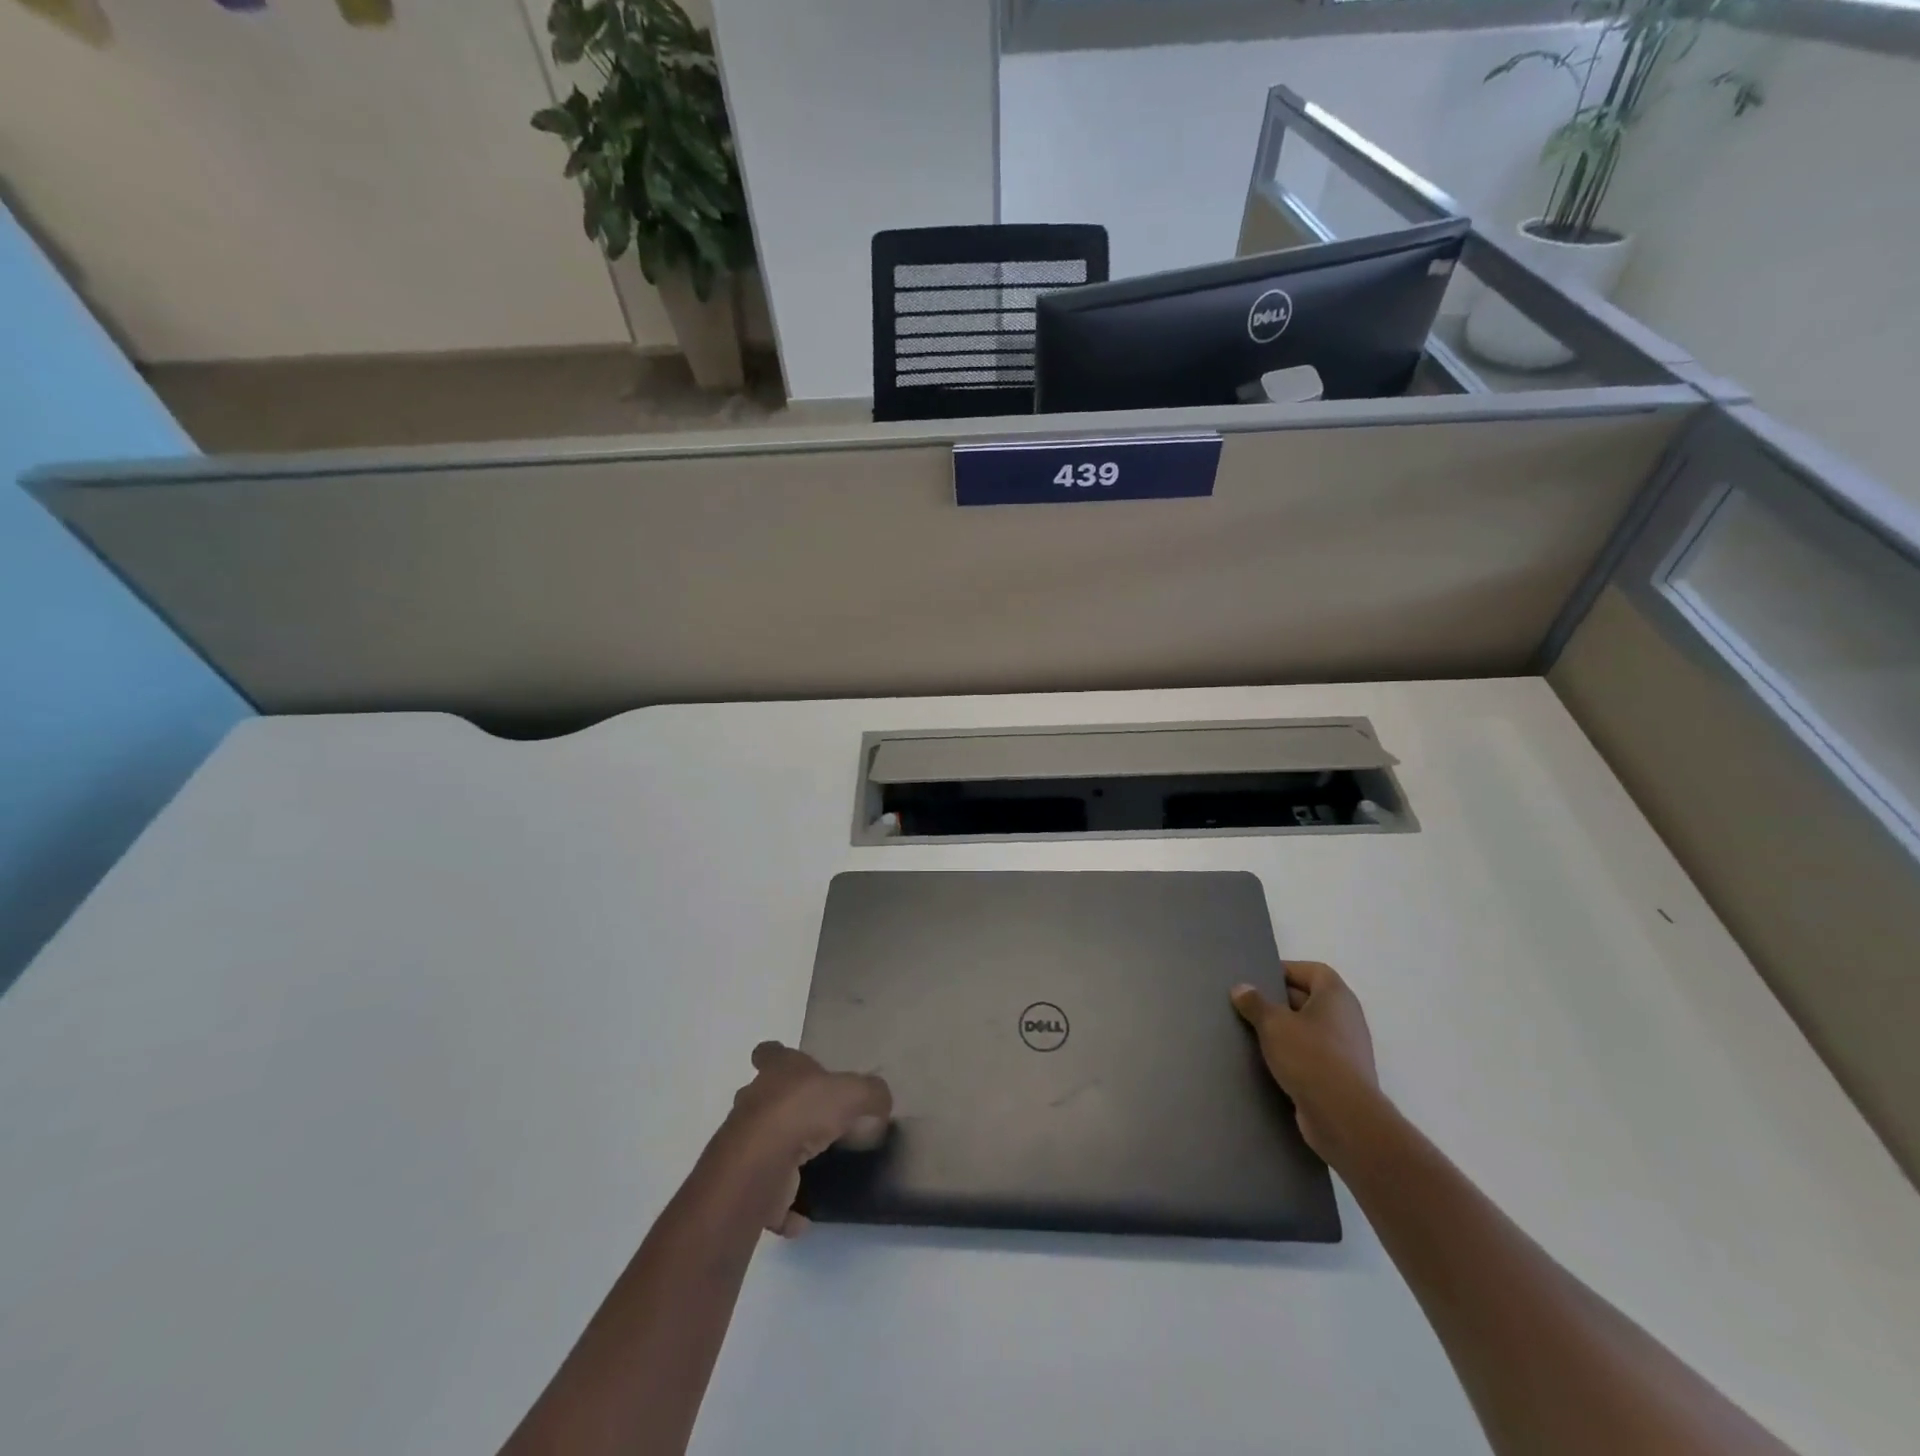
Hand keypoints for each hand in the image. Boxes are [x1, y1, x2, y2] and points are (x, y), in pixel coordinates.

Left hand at [720, 1041, 891, 1237]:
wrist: (762, 1163)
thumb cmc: (804, 1111)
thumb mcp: (853, 1092)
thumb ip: (872, 1094)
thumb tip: (882, 1103)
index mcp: (777, 1070)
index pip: (769, 1052)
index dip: (777, 1057)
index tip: (792, 1070)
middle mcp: (755, 1100)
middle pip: (764, 1098)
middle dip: (784, 1108)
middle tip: (814, 1121)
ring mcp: (745, 1142)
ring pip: (763, 1144)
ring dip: (783, 1156)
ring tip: (814, 1168)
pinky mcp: (746, 1182)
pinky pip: (766, 1194)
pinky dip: (783, 1206)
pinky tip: (804, 1215)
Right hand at [1231, 961, 1379, 1162]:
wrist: (1343, 1117)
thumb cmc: (1310, 1057)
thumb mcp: (1273, 1024)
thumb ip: (1255, 1003)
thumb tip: (1241, 988)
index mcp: (1337, 997)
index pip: (1313, 971)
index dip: (1287, 970)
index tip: (1259, 980)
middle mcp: (1347, 1018)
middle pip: (1310, 999)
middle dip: (1280, 1001)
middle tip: (1249, 1005)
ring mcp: (1347, 1050)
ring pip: (1310, 1029)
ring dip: (1285, 1030)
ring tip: (1254, 1033)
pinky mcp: (1342, 1077)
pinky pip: (1313, 1056)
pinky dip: (1294, 1055)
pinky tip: (1269, 1063)